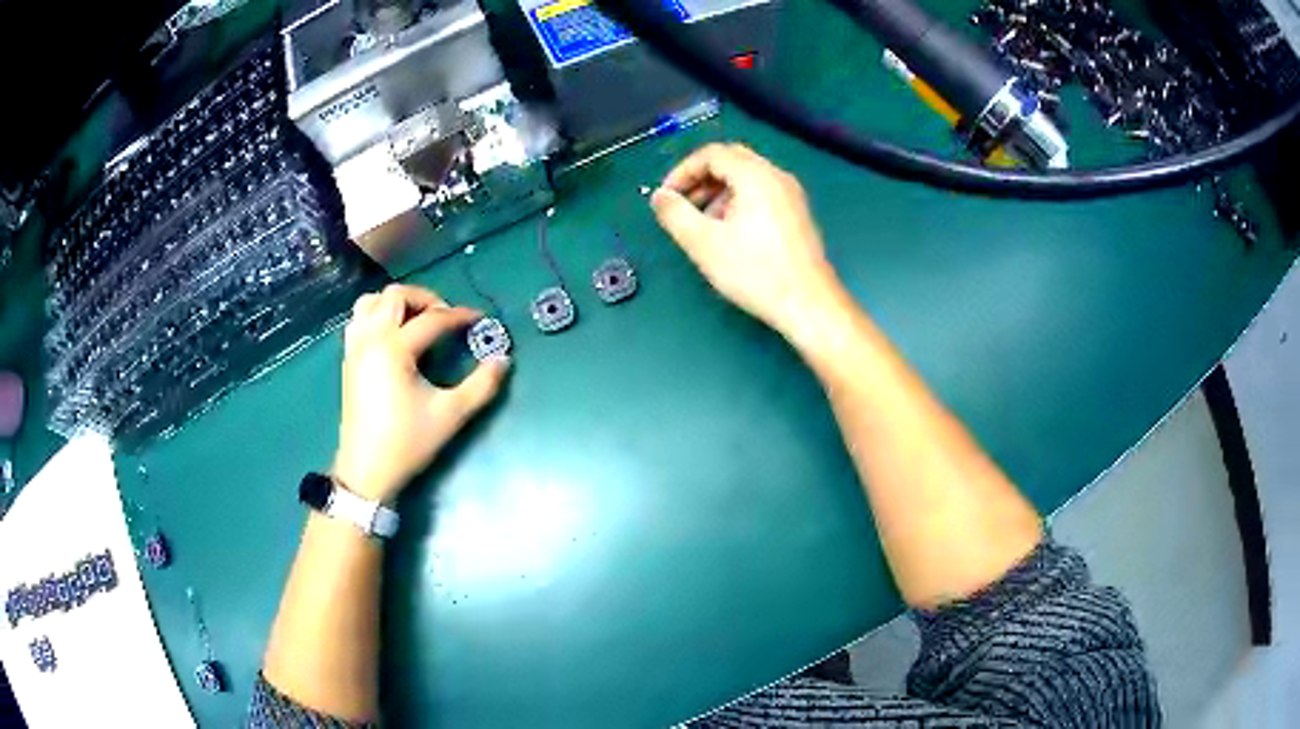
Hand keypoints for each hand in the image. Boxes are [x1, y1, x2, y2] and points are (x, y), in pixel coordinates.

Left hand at [332, 284, 510, 502]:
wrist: (366, 470)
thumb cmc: (407, 442)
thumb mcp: (451, 415)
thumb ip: (481, 385)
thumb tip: (503, 360)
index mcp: (393, 349)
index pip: (432, 319)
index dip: (460, 316)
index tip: (480, 320)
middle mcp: (370, 339)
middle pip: (395, 296)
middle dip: (425, 299)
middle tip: (446, 317)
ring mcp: (355, 348)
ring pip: (371, 302)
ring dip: (396, 303)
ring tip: (417, 321)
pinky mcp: (348, 359)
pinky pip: (359, 320)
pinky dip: (378, 315)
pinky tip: (394, 335)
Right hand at [650, 143, 841, 333]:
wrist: (808, 303)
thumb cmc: (755, 272)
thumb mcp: (704, 243)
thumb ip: (675, 214)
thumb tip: (659, 196)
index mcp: (755, 176)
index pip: (712, 154)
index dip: (683, 171)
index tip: (667, 197)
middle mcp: (776, 176)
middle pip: (731, 160)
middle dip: (701, 179)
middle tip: (682, 205)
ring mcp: (791, 194)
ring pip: (747, 177)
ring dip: (718, 192)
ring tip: (703, 225)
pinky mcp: (797, 214)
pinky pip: (762, 193)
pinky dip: (739, 202)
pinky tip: (730, 234)